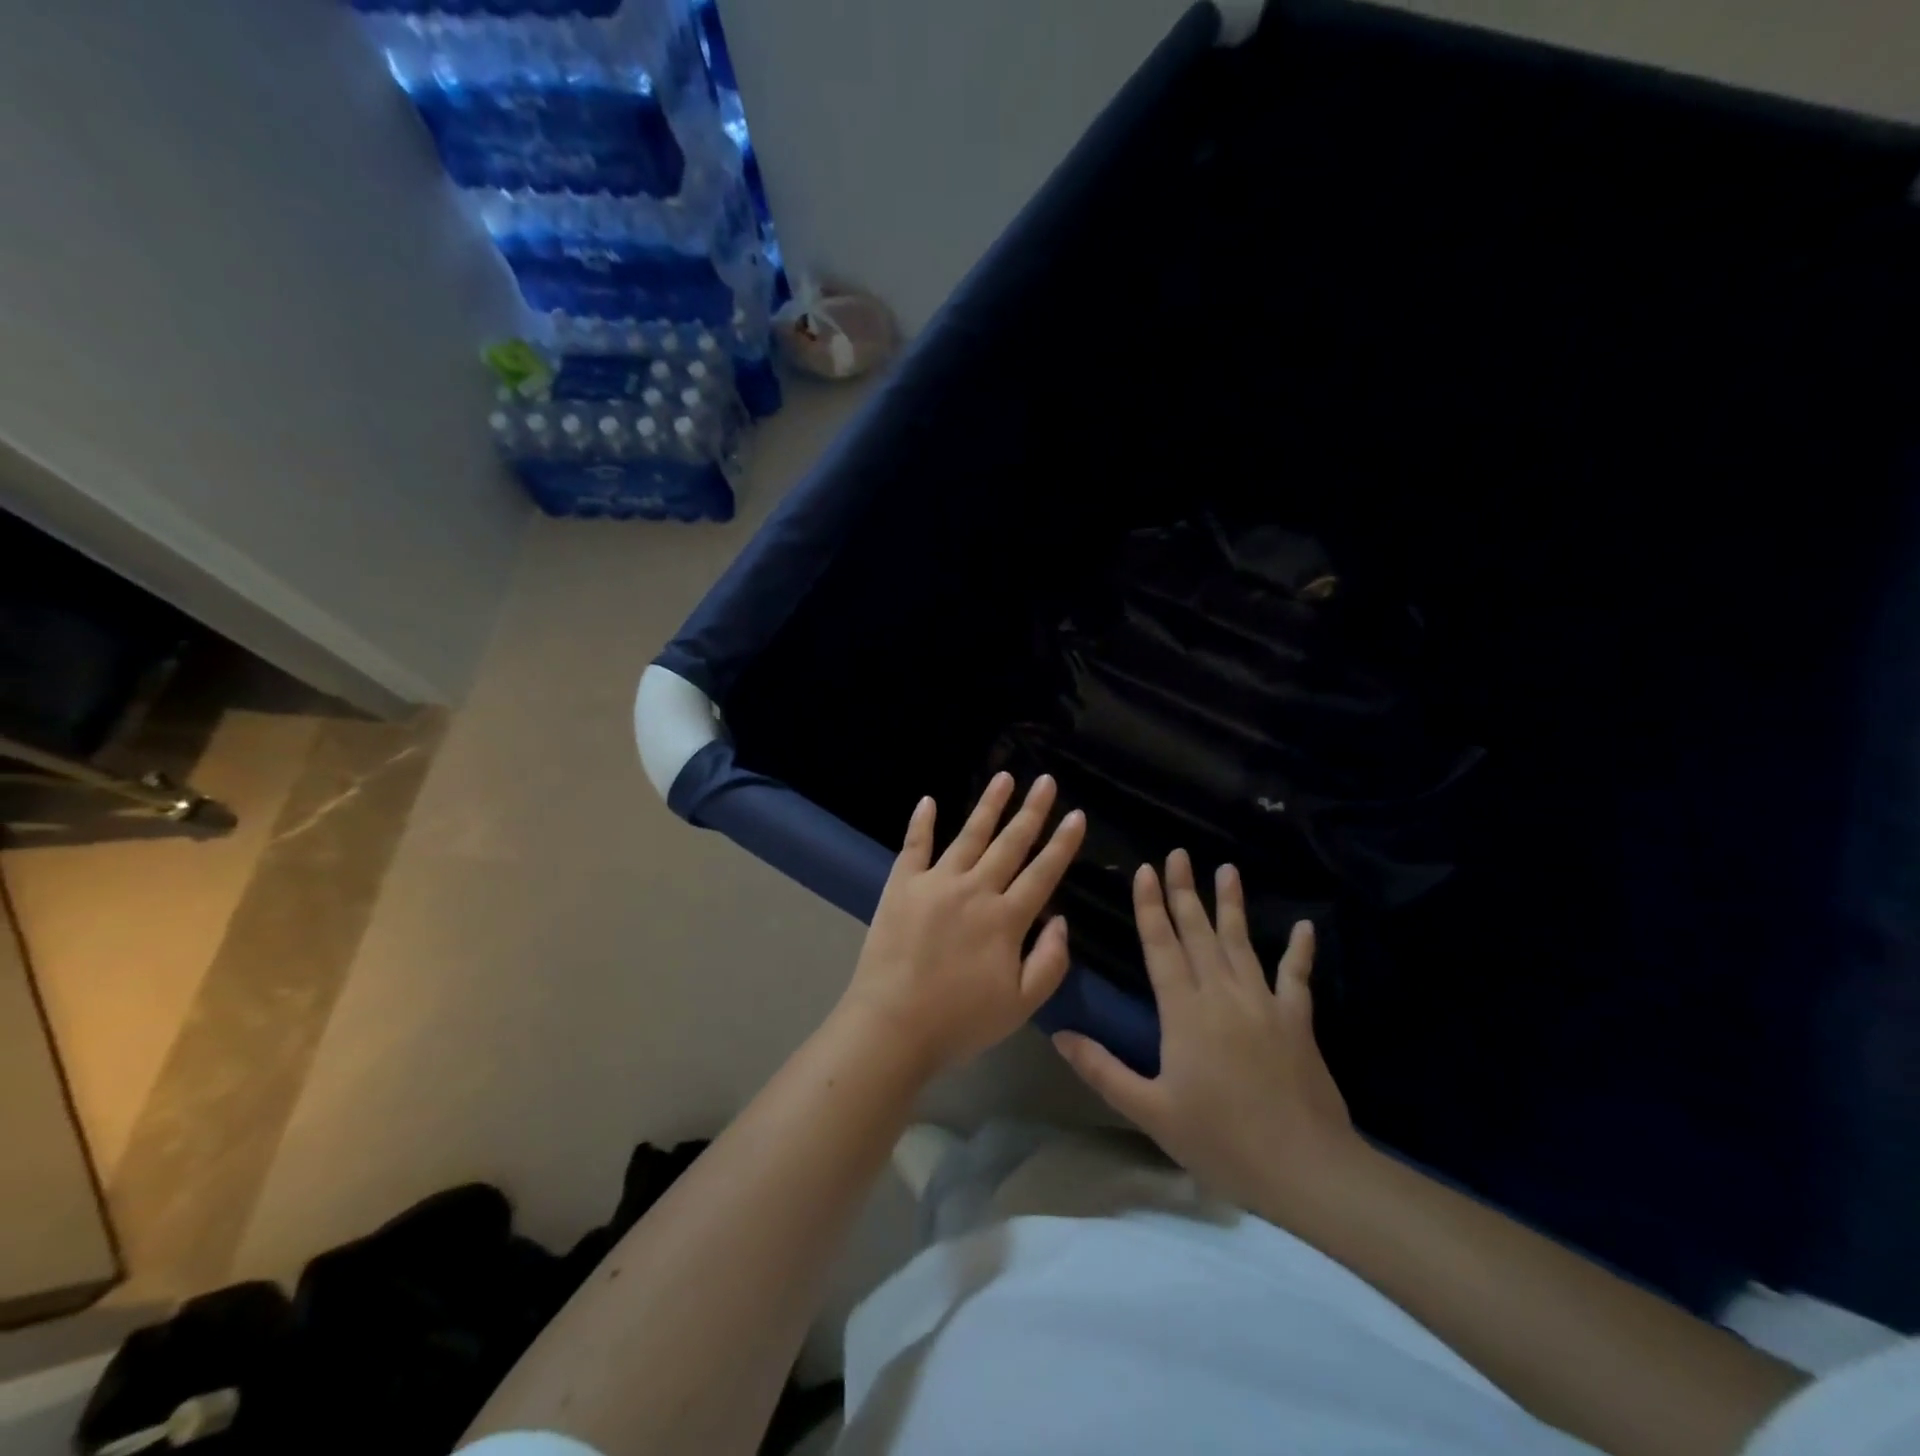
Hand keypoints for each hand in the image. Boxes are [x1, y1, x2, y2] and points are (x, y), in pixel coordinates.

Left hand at [840, 773, 1086, 1076]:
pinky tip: (928, 800)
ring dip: (988, 805)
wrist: (892, 1026)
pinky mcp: (902, 885)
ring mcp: (936, 882)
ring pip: (969, 834)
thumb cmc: (960, 1021)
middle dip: (1032, 811)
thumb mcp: (1021, 1005)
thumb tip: (1061, 919)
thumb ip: (1050, 962)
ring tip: (1004, 777)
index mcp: (1006, 919)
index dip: (1063, 843)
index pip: (1043, 872)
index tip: (1077, 815)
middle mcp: (975, 890)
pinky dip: (921, 822)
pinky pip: (914, 846)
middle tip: (1046, 781)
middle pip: (1010, 843)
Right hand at [1052, 849, 1361, 1220]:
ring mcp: (1264, 1003)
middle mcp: (1222, 994)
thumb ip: (1103, 1070)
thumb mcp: (1150, 1111)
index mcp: (1185, 1011)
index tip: (1146, 870)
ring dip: (1231, 905)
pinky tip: (1306, 926)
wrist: (1305, 1169)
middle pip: (1198, 933)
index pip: (1162, 946)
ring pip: (1241, 943)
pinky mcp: (1297, 1020)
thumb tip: (1059, 1035)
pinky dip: (1300, 950)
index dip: (1150, 907)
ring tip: (1226, 869)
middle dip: (1185, 892)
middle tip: (1179, 854)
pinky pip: (1296, 977)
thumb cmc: (1221, 1140)